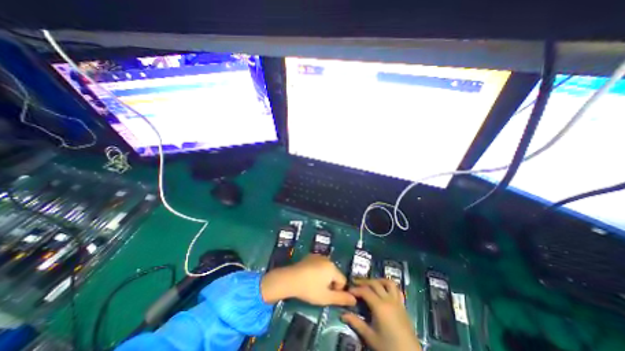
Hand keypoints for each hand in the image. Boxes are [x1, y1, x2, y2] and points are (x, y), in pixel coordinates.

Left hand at [260, 253, 356, 305]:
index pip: (343, 281)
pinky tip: (308, 276)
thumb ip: (341, 298)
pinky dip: (316, 270)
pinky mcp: (310, 256)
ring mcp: (318, 256)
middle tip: (319, 290)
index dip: (337, 290)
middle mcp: (327, 259)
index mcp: (333, 268)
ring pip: (326, 269)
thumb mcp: (326, 297)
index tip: (326, 294)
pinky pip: (318, 264)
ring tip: (313, 284)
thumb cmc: (310, 289)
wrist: (290, 278)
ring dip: (323, 276)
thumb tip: (355, 300)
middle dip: (330, 283)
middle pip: (334, 273)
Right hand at [342, 280, 419, 350]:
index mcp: (380, 306)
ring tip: (370, 284)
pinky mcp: (403, 305)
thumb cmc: (389, 348)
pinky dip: (389, 286)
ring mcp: (397, 301)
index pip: (365, 291)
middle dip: (363, 281)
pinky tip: (384, 290)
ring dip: (378, 280)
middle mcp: (388, 300)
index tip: (348, 290)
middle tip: (355, 283)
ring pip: (388, 282)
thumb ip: (357, 323)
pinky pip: (397, 290)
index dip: (355, 289)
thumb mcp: (371, 337)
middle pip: (375, 283)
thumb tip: (343, 314)